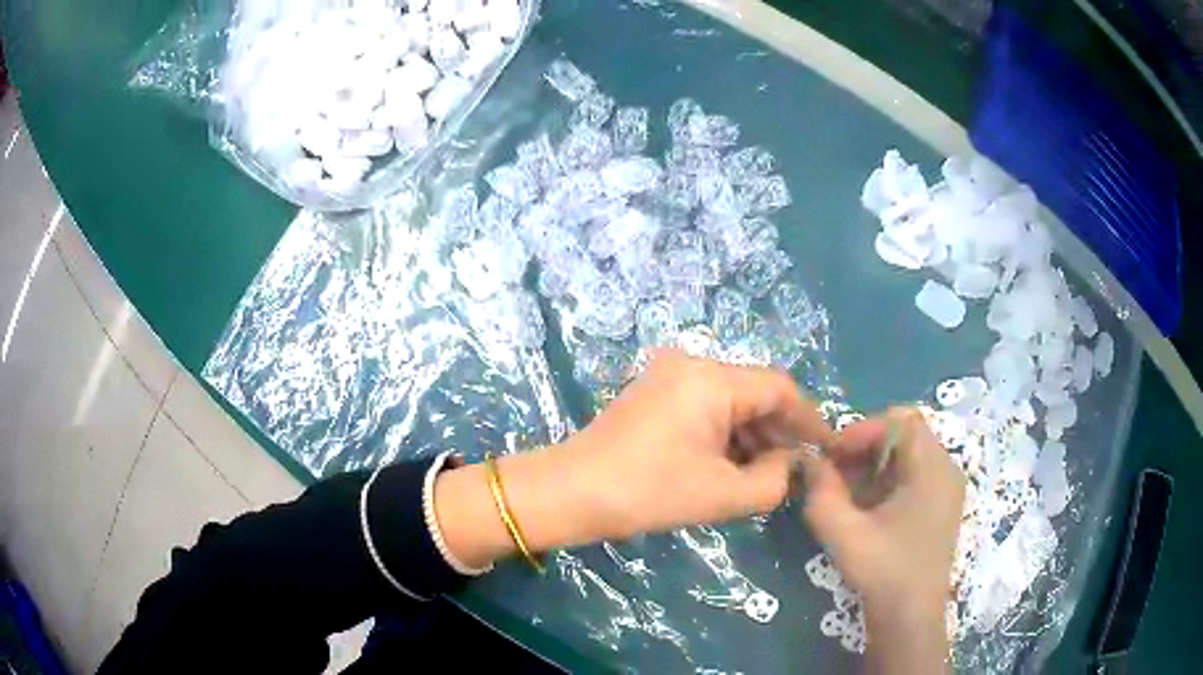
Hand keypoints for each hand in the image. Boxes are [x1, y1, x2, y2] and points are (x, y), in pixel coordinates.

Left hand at [557, 349, 832, 541]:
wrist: (571, 492)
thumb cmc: (649, 492)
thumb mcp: (723, 494)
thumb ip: (774, 479)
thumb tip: (790, 463)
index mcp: (712, 379)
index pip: (779, 388)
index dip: (809, 419)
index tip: (826, 449)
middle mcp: (692, 363)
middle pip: (755, 391)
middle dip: (780, 430)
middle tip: (798, 467)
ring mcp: (669, 374)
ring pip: (731, 399)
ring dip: (753, 433)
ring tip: (768, 472)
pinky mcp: (655, 391)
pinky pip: (706, 405)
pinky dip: (726, 432)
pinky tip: (734, 462)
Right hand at [798, 408, 964, 671]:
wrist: (910, 618)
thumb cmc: (882, 571)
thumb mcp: (843, 531)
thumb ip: (821, 491)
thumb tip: (806, 458)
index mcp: (933, 467)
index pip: (899, 421)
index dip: (861, 430)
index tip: (830, 455)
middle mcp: (946, 469)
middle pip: (904, 435)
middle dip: (863, 447)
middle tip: (832, 471)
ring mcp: (946, 489)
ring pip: (907, 456)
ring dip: (872, 465)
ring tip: (842, 490)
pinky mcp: (940, 507)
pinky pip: (913, 476)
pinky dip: (885, 482)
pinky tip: (863, 507)